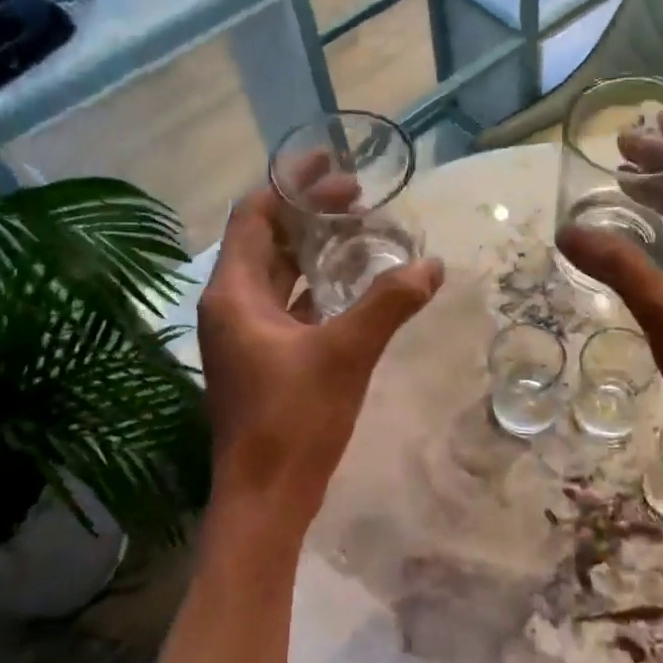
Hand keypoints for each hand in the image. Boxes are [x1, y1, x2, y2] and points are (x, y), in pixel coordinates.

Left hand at [197, 182, 443, 525]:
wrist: (265, 499)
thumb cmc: (294, 420)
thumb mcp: (346, 354)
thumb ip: (388, 304)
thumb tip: (432, 266)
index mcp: (233, 294)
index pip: (254, 215)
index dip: (290, 184)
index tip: (331, 163)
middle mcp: (230, 306)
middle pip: (266, 240)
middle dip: (309, 213)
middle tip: (359, 195)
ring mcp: (245, 335)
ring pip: (278, 274)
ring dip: (313, 249)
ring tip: (360, 230)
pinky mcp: (262, 359)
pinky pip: (288, 305)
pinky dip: (316, 286)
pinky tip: (352, 285)